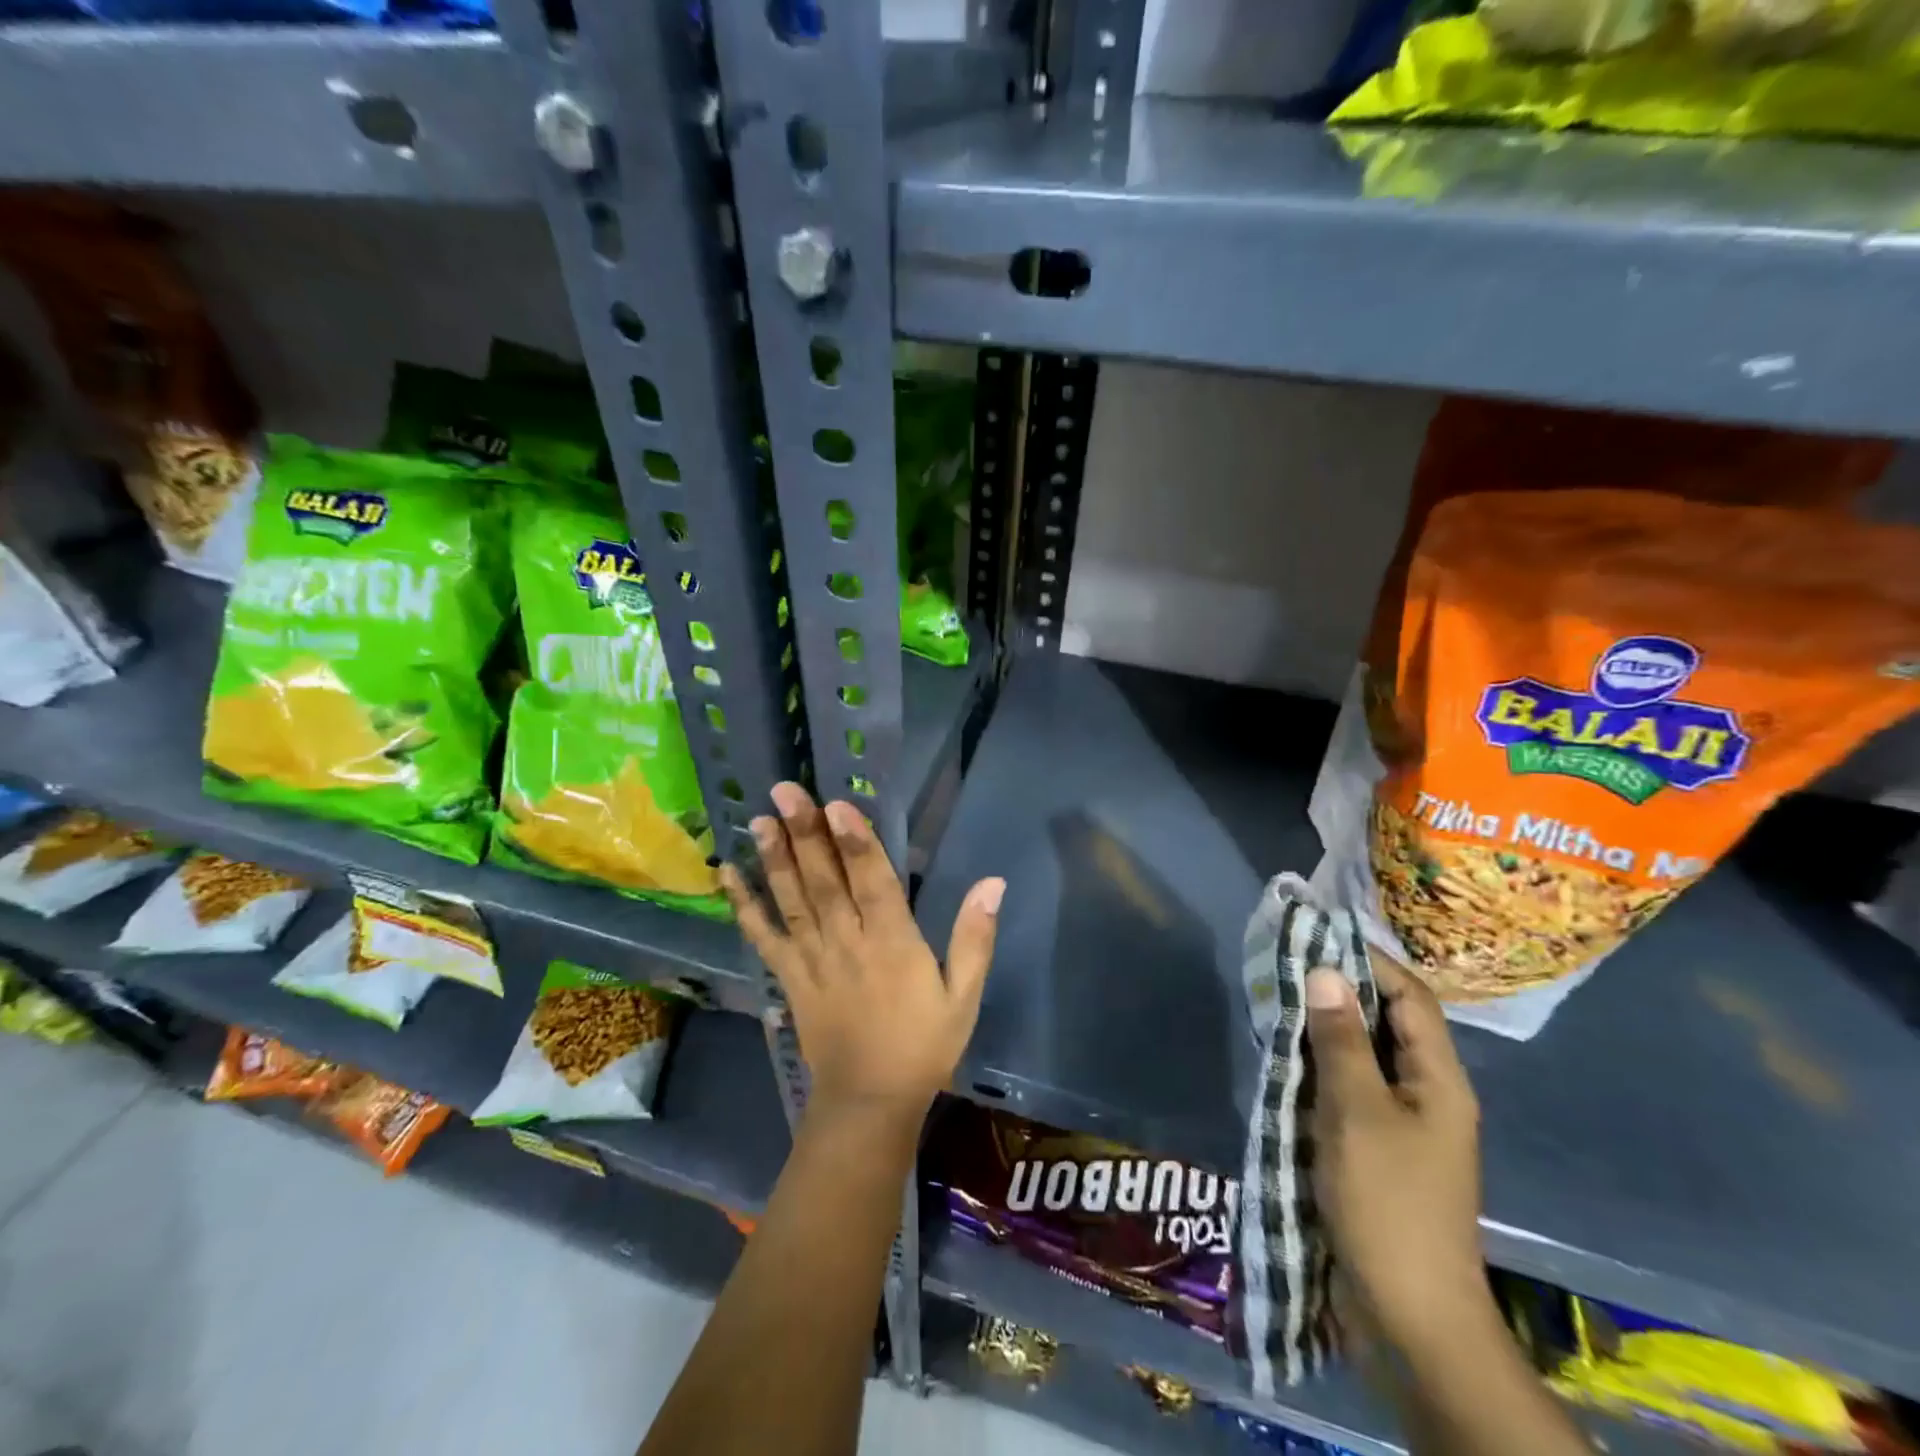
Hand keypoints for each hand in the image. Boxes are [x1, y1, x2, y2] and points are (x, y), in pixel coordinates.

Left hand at [721, 782, 1004, 1123]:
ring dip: (775, 858)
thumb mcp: (964, 996)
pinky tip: (727, 875)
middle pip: (825, 882)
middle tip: (785, 791)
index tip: (836, 805)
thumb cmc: (924, 1044)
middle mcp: (848, 943)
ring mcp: (813, 960)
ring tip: (760, 819)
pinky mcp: (790, 977)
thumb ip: (975, 937)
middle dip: (806, 834)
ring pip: (793, 901)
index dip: (855, 842)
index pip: (873, 883)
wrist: (871, 1102)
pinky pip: (764, 938)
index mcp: (893, 944)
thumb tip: (993, 883)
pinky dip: (744, 906)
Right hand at [1307, 956, 1490, 1355]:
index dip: (1369, 960)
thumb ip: (1340, 1040)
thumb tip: (1325, 971)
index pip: (1410, 997)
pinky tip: (1285, 1059)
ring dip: (1326, 1029)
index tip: (1316, 936)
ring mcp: (1404, 1124)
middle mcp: (1428, 1093)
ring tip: (1277, 1002)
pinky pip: (1350, 1088)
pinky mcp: (1378, 1149)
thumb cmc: (1388, 1203)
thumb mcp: (1356, 1112)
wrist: (1410, 1316)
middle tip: (1285, 966)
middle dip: (1340, 990)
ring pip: (1365, 1055)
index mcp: (1439, 1080)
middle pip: (1388, 1022)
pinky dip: (1320, 1066)